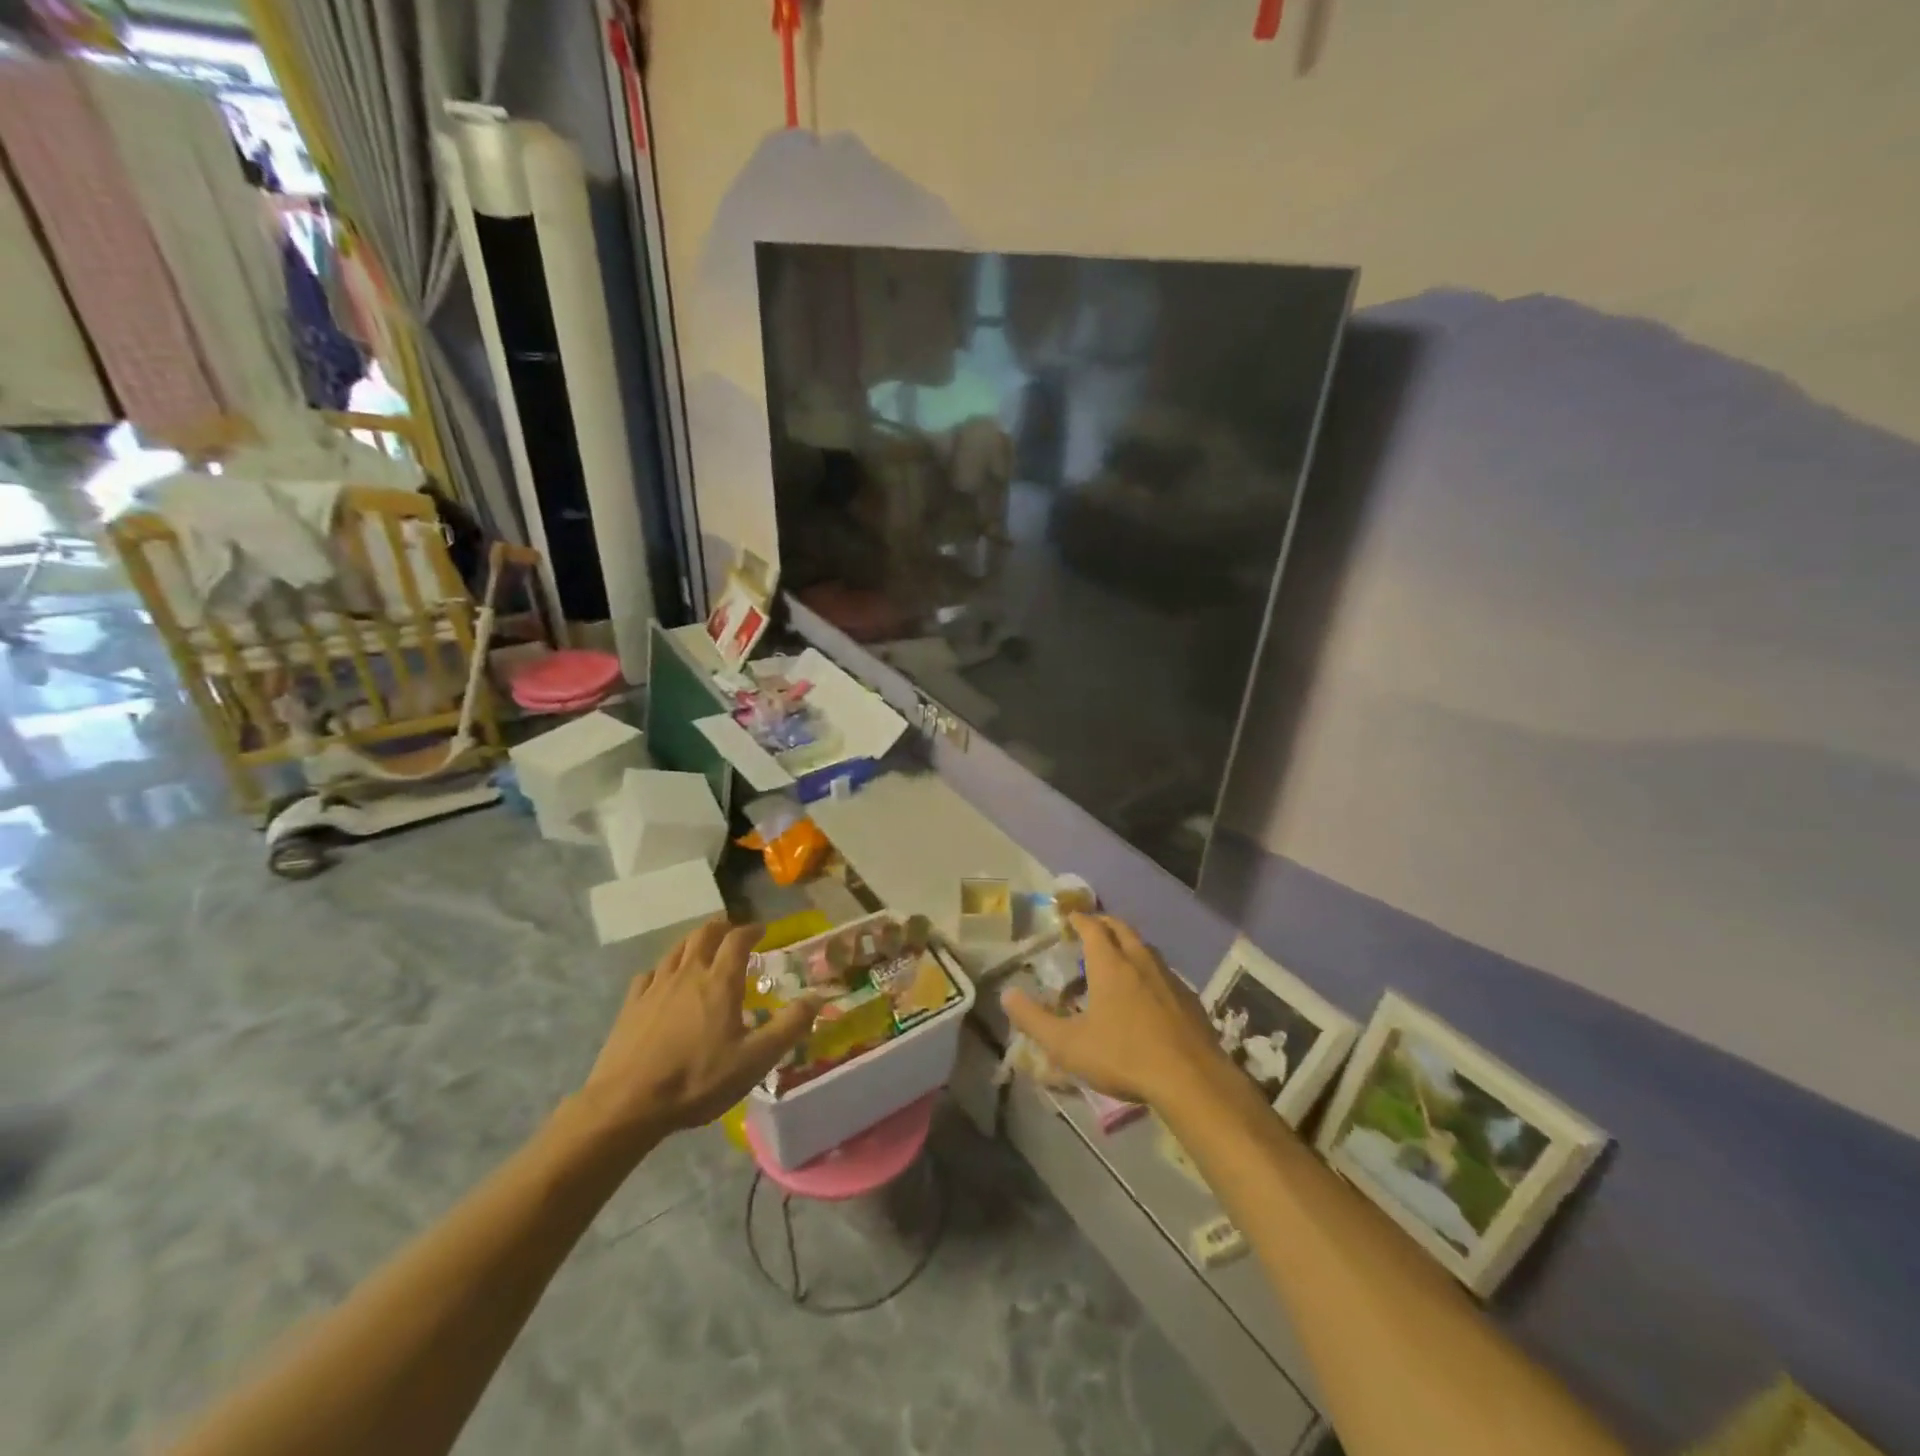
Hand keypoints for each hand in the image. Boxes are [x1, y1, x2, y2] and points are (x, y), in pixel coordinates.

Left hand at [577, 919, 819, 1148]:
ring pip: (676, 950)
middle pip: (704, 934)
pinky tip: (663, 981)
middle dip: (722, 927)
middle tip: (733, 933)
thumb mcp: (754, 1060)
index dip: (751, 930)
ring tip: (702, 949)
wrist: (626, 1105)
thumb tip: (818, 997)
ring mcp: (655, 987)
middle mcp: (688, 974)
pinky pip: (649, 974)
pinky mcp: (630, 1005)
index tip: (762, 930)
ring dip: (693, 943)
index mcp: (719, 982)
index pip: (737, 940)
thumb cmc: (697, 1080)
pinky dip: (663, 970)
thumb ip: (789, 1027)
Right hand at [1001, 914, 1228, 1107]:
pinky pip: (1165, 973)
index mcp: (1110, 964)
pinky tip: (1149, 992)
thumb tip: (1006, 995)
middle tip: (1092, 928)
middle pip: (1122, 929)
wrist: (1191, 1079)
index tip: (1069, 917)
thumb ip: (1034, 1019)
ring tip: (1118, 956)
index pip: (1093, 927)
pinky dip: (1150, 970)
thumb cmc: (1123, 1055)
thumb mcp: (1068, 1044)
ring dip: (1129, 945)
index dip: (1079, 919)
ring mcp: (1169, 978)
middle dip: (1105, 924)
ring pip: (1146, 949)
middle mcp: (1140, 961)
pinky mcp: (1190, 999)